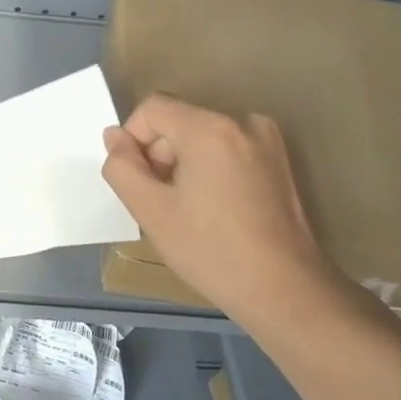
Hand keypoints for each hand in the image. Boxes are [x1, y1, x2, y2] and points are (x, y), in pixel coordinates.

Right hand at [101, 94, 344, 314]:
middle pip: (178, 120)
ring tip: (190, 209)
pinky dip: (210, 167)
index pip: (152, 109)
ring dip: (184, 163)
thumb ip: (122, 167)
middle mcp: (242, 121)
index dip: (134, 141)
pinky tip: (215, 207)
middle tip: (163, 203)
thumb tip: (114, 137)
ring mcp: (266, 138)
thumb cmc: (212, 251)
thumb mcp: (150, 211)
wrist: (285, 290)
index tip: (141, 184)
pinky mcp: (279, 158)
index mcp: (210, 128)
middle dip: (160, 155)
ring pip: (201, 135)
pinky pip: (226, 147)